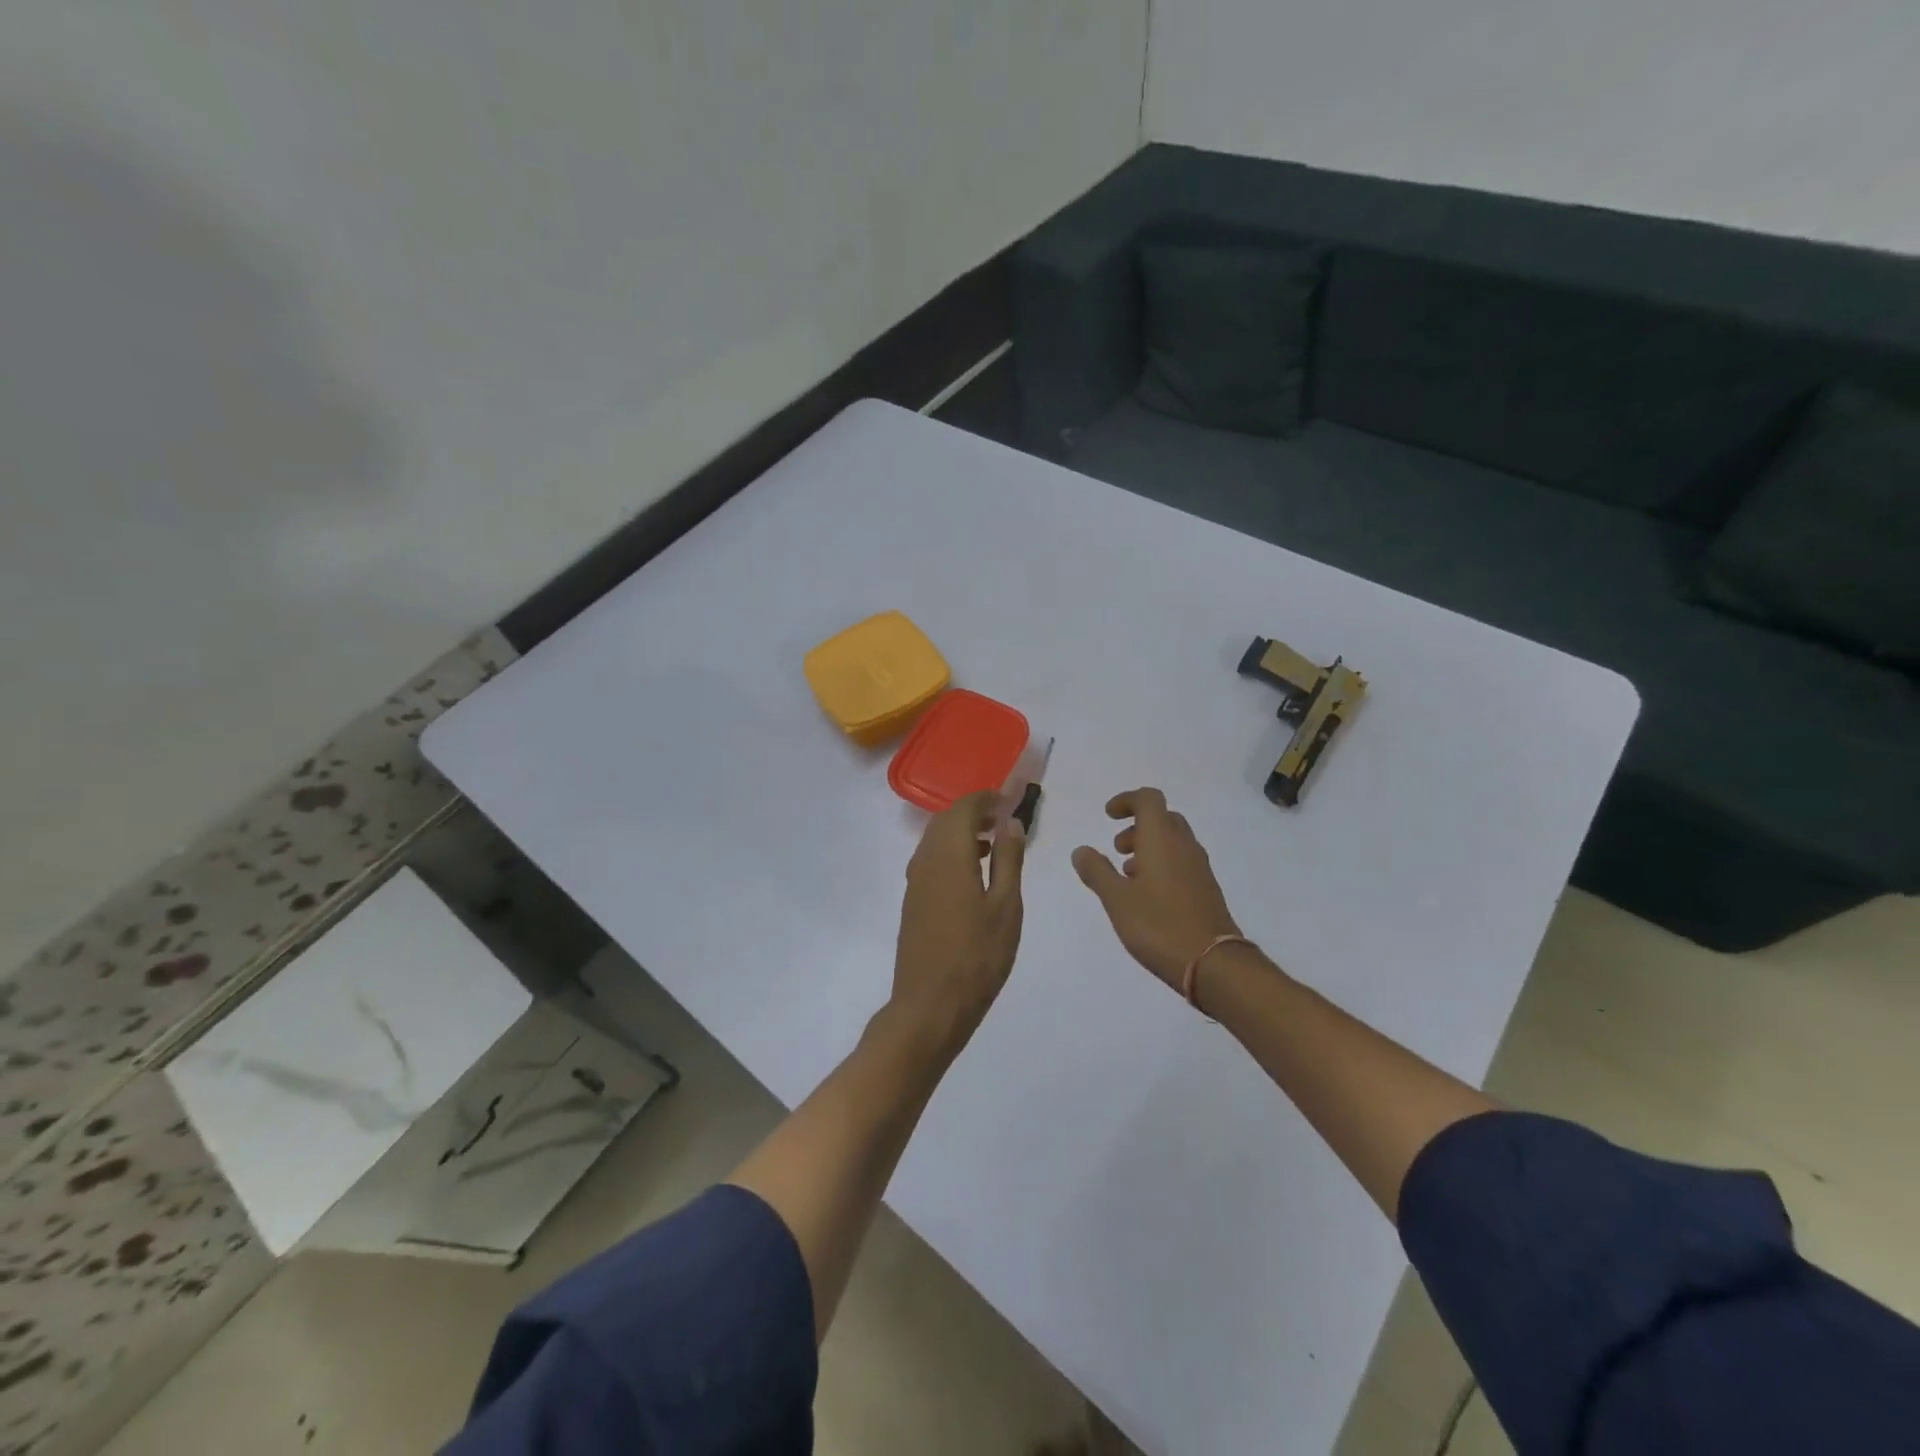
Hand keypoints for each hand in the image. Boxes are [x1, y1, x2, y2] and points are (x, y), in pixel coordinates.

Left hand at [890, 791, 1026, 1049]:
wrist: (930, 1006)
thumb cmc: (977, 957)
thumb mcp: (1006, 907)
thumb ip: (1008, 860)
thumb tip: (1010, 822)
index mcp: (949, 856)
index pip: (964, 808)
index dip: (986, 798)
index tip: (1010, 799)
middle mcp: (925, 861)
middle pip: (945, 820)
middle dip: (974, 812)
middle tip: (1004, 819)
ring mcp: (914, 882)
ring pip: (935, 840)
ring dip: (962, 832)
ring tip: (993, 845)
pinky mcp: (912, 901)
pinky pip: (931, 860)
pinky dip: (952, 853)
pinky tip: (973, 874)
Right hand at [1072, 788, 1240, 991]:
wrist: (1213, 963)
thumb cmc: (1159, 925)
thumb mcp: (1116, 899)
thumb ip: (1096, 871)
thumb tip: (1081, 850)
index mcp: (1162, 839)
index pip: (1148, 799)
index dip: (1126, 800)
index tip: (1108, 816)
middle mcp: (1184, 846)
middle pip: (1163, 818)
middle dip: (1137, 826)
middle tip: (1117, 849)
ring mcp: (1200, 868)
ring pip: (1173, 842)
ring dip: (1149, 847)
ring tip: (1127, 876)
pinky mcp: (1207, 890)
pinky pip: (1182, 863)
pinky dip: (1162, 866)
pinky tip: (1148, 896)